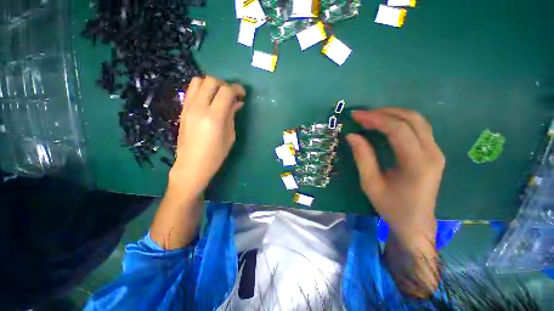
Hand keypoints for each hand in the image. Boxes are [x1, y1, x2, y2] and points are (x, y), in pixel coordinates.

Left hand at [169, 76, 245, 194]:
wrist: (191, 165)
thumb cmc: (215, 155)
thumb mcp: (230, 136)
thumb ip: (232, 115)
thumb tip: (238, 102)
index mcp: (214, 117)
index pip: (226, 91)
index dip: (237, 89)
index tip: (242, 95)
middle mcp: (199, 107)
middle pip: (211, 81)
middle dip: (225, 84)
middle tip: (231, 95)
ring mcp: (188, 107)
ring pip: (198, 81)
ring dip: (212, 85)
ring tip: (219, 96)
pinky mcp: (183, 109)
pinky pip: (191, 90)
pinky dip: (202, 89)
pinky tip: (209, 101)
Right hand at [347, 108, 444, 242]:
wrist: (416, 223)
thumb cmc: (391, 207)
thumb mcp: (370, 184)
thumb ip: (362, 157)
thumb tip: (352, 135)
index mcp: (417, 164)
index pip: (398, 130)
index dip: (375, 119)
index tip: (356, 116)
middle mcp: (432, 154)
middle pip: (412, 119)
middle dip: (384, 113)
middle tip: (362, 115)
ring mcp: (436, 152)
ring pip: (418, 120)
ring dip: (393, 114)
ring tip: (371, 117)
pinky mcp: (434, 153)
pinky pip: (419, 128)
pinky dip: (400, 121)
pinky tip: (385, 124)